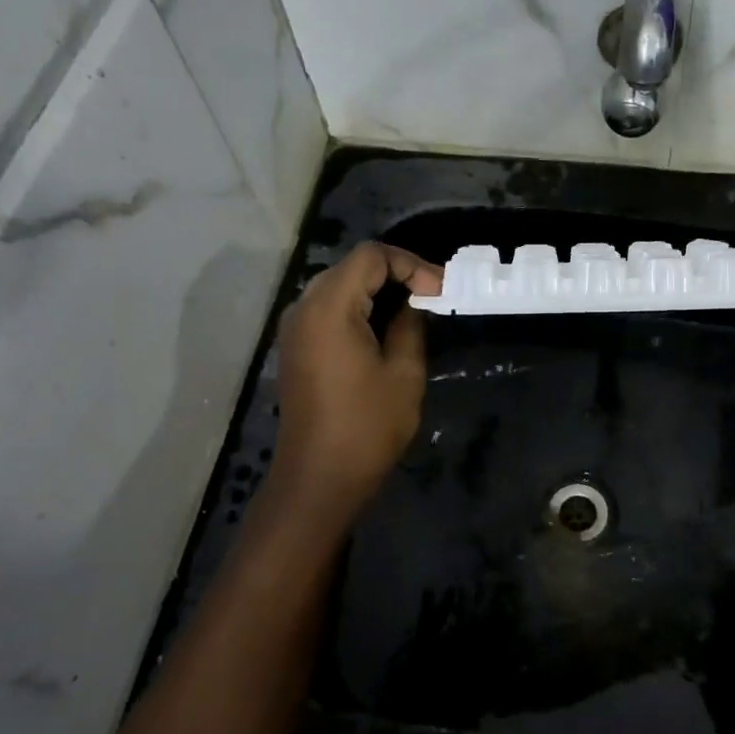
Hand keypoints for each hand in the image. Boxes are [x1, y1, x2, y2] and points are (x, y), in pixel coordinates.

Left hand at [270, 241, 442, 518]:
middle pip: (352, 266)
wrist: (319, 477)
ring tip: (414, 311)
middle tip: (432, 297)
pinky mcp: (296, 347)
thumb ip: (410, 326)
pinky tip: (384, 329)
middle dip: (395, 274)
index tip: (439, 291)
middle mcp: (304, 308)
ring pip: (339, 286)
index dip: (410, 264)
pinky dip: (358, 308)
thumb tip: (414, 303)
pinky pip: (328, 309)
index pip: (371, 256)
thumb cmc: (367, 426)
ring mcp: (295, 328)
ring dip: (377, 291)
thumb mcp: (404, 372)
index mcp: (330, 308)